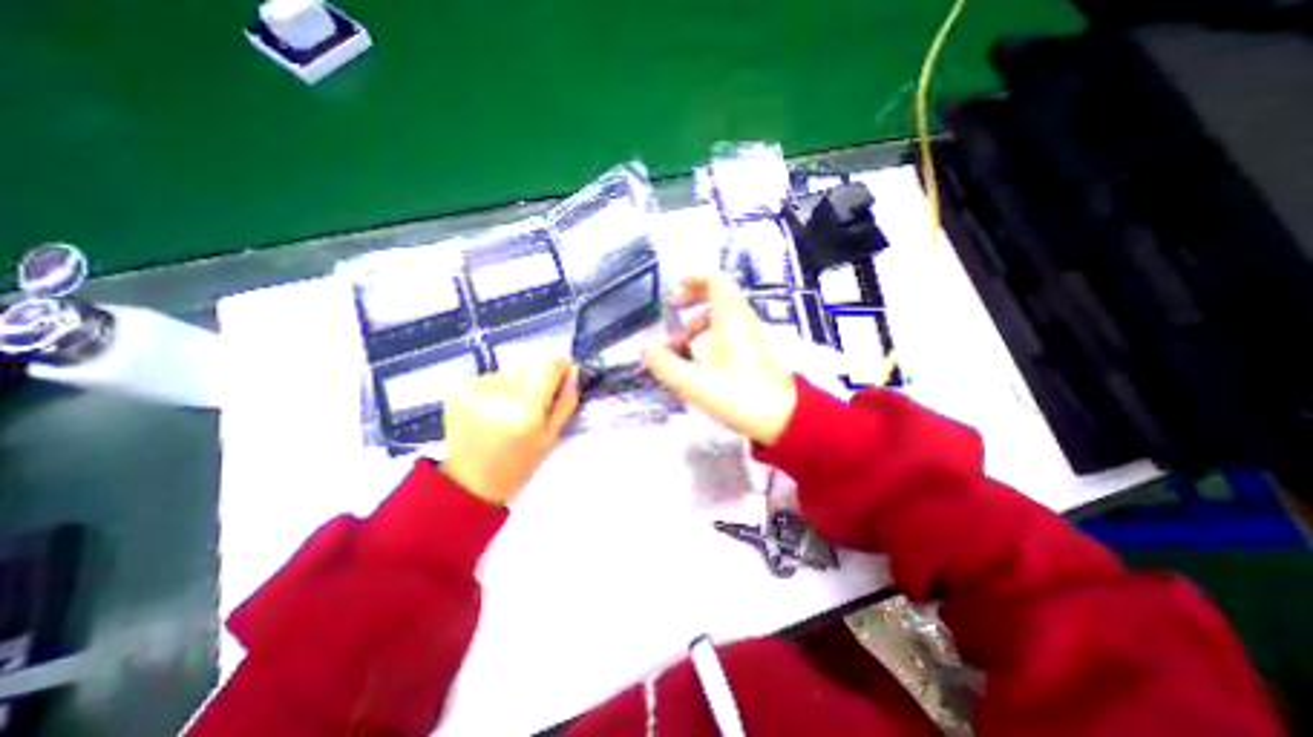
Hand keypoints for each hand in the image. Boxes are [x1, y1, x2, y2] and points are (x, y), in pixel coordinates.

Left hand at [441, 358, 577, 505]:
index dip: (559, 368)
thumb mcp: (551, 437)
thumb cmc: (518, 464)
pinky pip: (491, 378)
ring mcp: (474, 388)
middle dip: (536, 381)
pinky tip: (490, 411)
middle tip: (531, 407)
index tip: (562, 378)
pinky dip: (496, 390)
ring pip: (511, 372)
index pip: (548, 365)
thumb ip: (565, 402)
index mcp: (525, 409)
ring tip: (508, 412)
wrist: (469, 482)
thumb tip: (573, 371)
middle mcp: (498, 393)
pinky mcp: (459, 387)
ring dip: (516, 386)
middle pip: (530, 366)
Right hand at [643, 272, 793, 439]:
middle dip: (693, 298)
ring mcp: (753, 335)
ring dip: (699, 322)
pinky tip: (699, 358)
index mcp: (731, 321)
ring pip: (724, 314)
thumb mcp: (695, 384)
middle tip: (672, 309)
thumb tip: (647, 351)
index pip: (717, 281)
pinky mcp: (757, 350)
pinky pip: (731, 330)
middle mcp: (744, 322)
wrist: (784, 419)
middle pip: (720, 294)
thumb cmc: (740, 397)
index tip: (676, 285)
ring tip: (680, 344)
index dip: (696, 277)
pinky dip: (711, 334)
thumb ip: (666, 366)